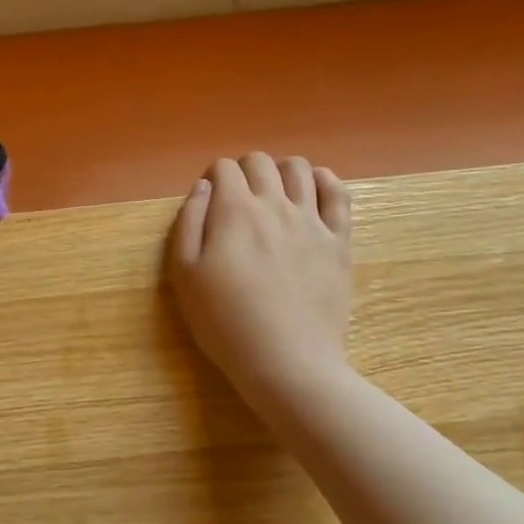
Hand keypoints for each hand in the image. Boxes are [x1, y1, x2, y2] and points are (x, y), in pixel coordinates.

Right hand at [166, 154, 354, 407]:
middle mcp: (274, 204)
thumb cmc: (224, 321)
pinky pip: (338, 193)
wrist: (286, 360)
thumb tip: (202, 187)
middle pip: (260, 162)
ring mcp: (312, 221)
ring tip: (273, 195)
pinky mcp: (339, 241)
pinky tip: (313, 191)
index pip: (223, 168)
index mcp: (234, 211)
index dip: (212, 178)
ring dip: (280, 172)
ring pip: (299, 169)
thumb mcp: (184, 274)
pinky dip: (324, 181)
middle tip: (236, 200)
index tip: (209, 201)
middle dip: (243, 171)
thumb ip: (189, 222)